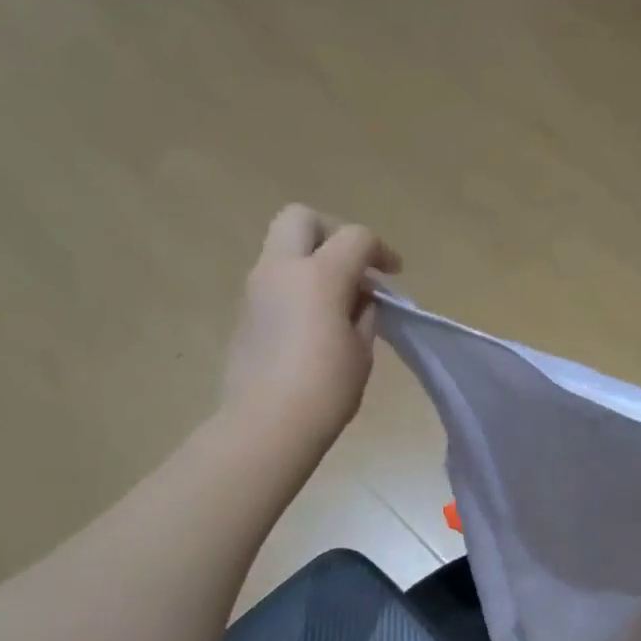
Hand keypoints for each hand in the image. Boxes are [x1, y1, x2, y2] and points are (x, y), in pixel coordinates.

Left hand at [220, 205, 401, 440]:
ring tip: (337, 298)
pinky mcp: (245, 312)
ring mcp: (256, 288)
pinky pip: (274, 280)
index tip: (394, 274)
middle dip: (332, 232)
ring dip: (312, 260)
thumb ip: (364, 313)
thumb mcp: (361, 349)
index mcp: (319, 276)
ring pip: (283, 247)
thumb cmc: (326, 388)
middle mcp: (282, 270)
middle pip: (302, 218)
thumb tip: (360, 298)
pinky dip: (297, 285)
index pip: (355, 238)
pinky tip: (314, 320)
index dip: (381, 250)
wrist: (267, 422)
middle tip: (353, 264)